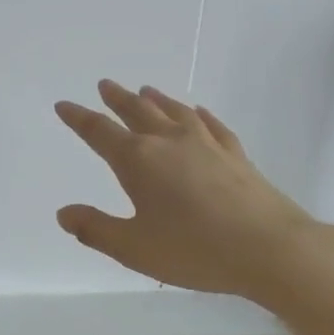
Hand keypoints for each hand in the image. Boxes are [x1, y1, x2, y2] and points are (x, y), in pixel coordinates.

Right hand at [55, 81, 333, 312]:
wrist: (269, 248)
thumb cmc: (194, 249)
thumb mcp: (133, 248)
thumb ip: (95, 229)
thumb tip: (64, 213)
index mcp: (138, 161)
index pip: (99, 132)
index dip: (79, 118)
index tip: (64, 105)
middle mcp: (169, 142)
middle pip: (137, 111)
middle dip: (117, 99)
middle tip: (105, 85)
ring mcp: (206, 144)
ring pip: (174, 111)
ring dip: (155, 99)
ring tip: (145, 90)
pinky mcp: (235, 154)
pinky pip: (211, 124)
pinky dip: (198, 114)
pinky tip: (198, 112)